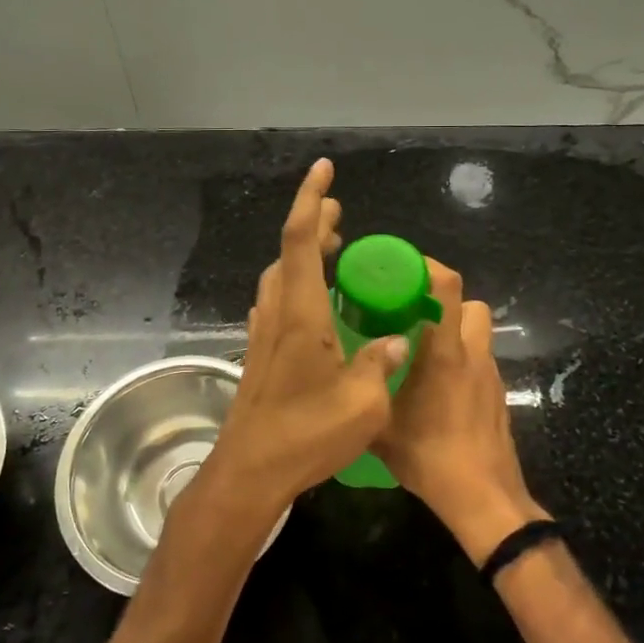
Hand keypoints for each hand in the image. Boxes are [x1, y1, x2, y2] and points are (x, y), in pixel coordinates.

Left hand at [206, 160, 408, 515]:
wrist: (249, 472)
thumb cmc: (307, 434)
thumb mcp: (364, 402)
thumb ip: (380, 363)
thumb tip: (394, 340)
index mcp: (301, 313)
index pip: (301, 239)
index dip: (312, 199)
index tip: (325, 170)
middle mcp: (277, 313)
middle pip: (289, 252)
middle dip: (314, 224)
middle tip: (340, 215)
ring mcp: (263, 334)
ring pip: (280, 276)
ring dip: (303, 254)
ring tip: (333, 252)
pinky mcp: (259, 355)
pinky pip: (277, 302)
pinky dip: (296, 284)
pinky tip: (313, 303)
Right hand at [373, 259, 547, 563]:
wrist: (483, 496)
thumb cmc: (431, 456)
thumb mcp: (381, 427)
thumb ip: (364, 395)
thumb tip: (341, 378)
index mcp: (446, 352)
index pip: (449, 287)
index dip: (429, 267)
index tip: (402, 267)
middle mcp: (474, 355)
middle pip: (471, 305)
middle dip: (445, 302)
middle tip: (411, 315)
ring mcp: (490, 376)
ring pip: (478, 333)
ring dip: (454, 331)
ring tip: (421, 352)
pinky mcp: (497, 396)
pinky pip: (480, 361)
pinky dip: (461, 361)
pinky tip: (437, 388)